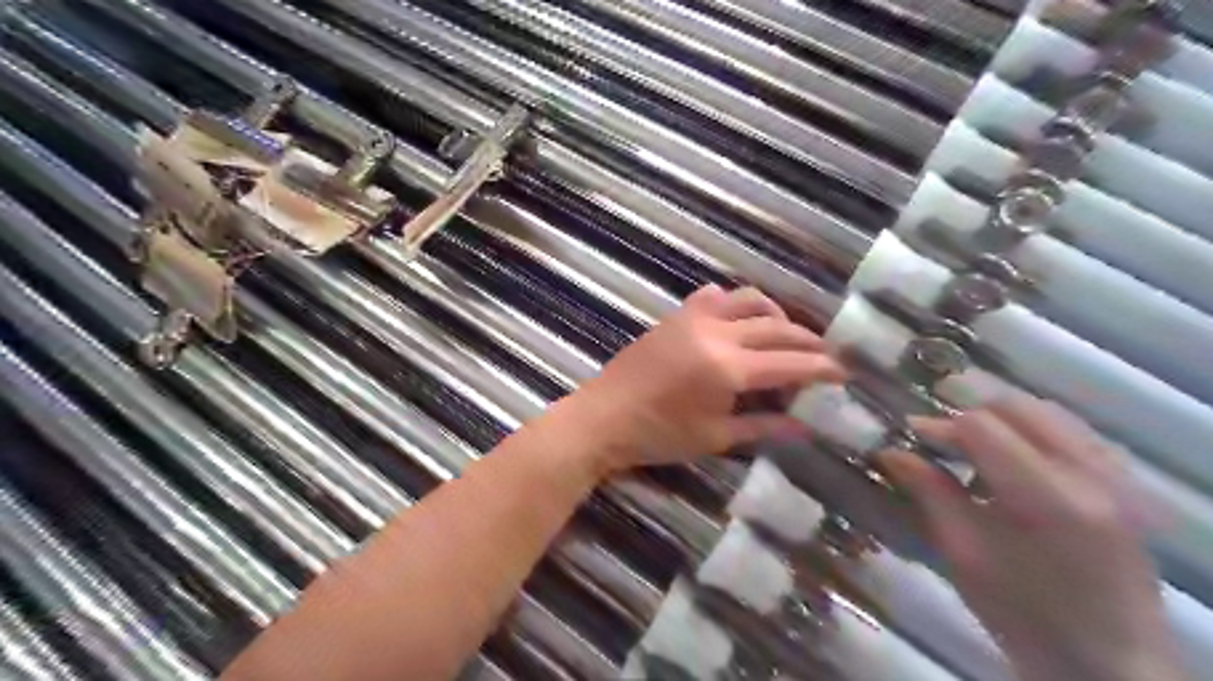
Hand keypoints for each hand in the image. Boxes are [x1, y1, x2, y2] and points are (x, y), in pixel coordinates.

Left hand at [560, 285, 839, 476]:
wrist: (604, 418)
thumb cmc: (659, 435)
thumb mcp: (715, 437)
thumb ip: (764, 427)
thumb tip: (806, 427)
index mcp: (729, 368)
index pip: (791, 362)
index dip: (822, 367)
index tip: (845, 372)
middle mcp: (718, 333)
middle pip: (777, 326)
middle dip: (807, 339)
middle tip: (825, 354)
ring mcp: (694, 318)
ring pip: (749, 300)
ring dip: (775, 313)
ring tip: (786, 333)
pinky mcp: (676, 315)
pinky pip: (714, 297)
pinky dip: (735, 303)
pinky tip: (738, 321)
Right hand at [884, 400, 1186, 680]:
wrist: (1109, 662)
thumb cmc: (1024, 613)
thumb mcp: (963, 552)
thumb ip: (928, 490)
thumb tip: (888, 449)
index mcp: (1049, 498)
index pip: (981, 425)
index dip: (938, 427)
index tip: (909, 440)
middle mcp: (1091, 474)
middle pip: (1015, 406)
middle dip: (967, 417)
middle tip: (938, 445)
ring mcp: (1116, 476)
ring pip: (1044, 411)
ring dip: (999, 421)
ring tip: (971, 452)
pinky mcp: (1124, 483)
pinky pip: (1069, 430)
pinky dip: (1030, 430)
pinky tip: (1010, 461)